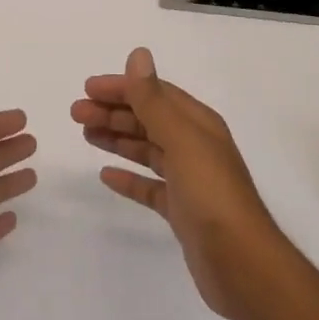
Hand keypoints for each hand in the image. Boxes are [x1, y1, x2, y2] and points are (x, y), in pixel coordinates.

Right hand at [72, 47, 288, 319]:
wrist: (242, 265)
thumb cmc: (211, 194)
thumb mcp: (181, 139)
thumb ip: (154, 100)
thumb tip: (138, 54)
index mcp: (198, 124)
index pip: (155, 94)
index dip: (122, 87)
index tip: (87, 89)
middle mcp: (194, 146)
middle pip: (148, 119)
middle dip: (113, 113)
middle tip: (76, 114)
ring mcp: (189, 180)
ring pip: (146, 149)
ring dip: (117, 138)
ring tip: (86, 135)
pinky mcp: (182, 211)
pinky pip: (149, 186)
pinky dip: (129, 177)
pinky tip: (106, 175)